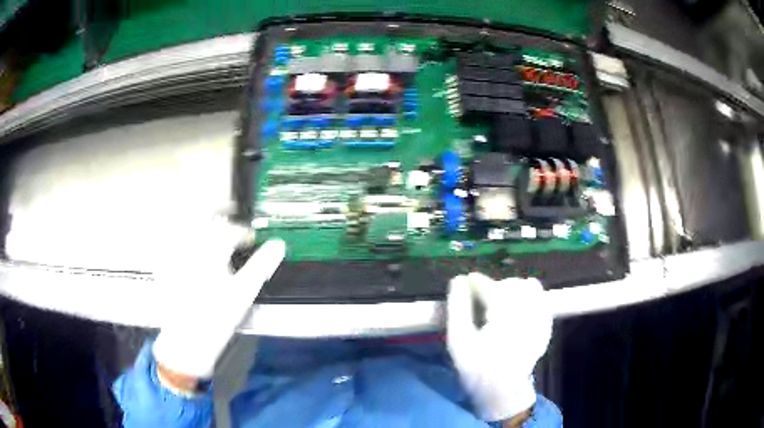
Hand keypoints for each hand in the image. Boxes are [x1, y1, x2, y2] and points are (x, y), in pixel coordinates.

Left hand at [152, 220, 284, 381]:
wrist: (188, 340)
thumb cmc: (217, 318)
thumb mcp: (244, 293)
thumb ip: (262, 265)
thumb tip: (278, 246)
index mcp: (211, 251)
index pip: (231, 231)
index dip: (244, 233)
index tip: (250, 239)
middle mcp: (190, 246)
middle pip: (204, 215)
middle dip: (219, 209)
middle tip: (229, 210)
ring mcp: (175, 253)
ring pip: (186, 222)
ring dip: (200, 218)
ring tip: (210, 221)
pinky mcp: (164, 263)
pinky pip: (170, 238)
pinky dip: (181, 233)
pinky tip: (186, 240)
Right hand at [447, 273, 552, 421]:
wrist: (503, 392)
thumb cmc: (477, 369)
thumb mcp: (459, 341)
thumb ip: (457, 308)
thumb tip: (458, 280)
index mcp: (503, 319)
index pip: (492, 288)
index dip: (477, 282)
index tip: (465, 280)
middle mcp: (526, 315)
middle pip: (512, 285)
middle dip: (494, 286)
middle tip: (479, 296)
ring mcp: (540, 320)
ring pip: (530, 289)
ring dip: (512, 289)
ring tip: (499, 300)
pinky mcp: (545, 326)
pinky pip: (541, 300)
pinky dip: (530, 296)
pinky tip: (517, 305)